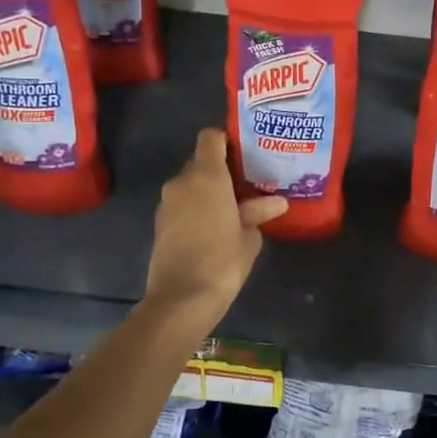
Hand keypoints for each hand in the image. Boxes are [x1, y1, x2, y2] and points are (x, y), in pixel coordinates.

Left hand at [144, 128, 286, 319]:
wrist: (181, 300)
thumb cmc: (222, 262)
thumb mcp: (249, 237)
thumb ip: (258, 212)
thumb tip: (275, 202)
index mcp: (206, 176)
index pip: (210, 137)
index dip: (227, 139)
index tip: (245, 151)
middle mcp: (182, 182)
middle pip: (200, 160)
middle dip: (221, 168)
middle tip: (246, 182)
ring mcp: (167, 203)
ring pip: (190, 184)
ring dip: (208, 190)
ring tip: (234, 205)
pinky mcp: (160, 223)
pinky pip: (182, 203)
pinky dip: (196, 207)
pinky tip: (215, 224)